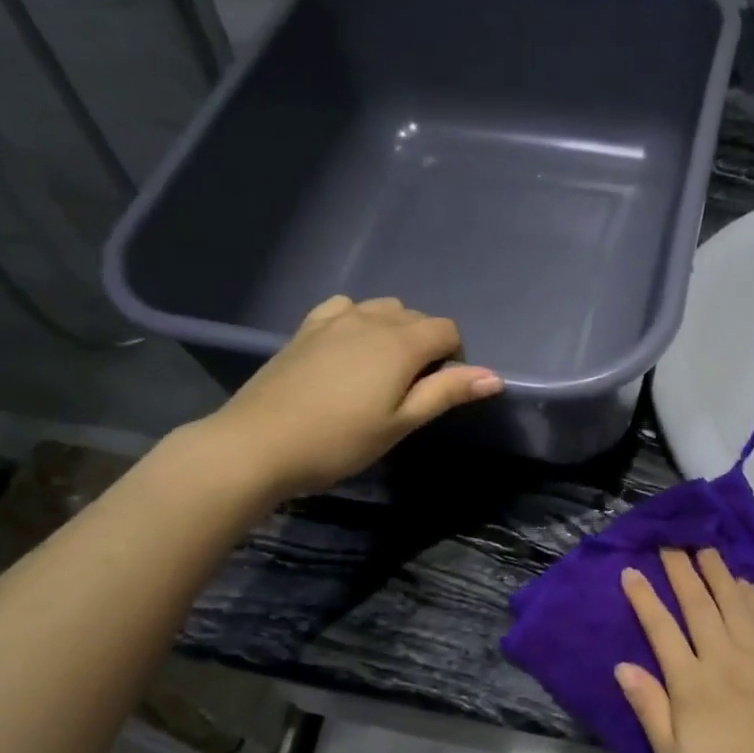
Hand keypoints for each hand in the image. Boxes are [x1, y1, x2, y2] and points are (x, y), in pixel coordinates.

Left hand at [195, 295, 502, 498]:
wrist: (259, 443)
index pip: (447, 330)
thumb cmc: (340, 441)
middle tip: (409, 392)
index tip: (439, 391)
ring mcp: (334, 318)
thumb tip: (494, 376)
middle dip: (425, 346)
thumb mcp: (401, 423)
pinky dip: (359, 322)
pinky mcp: (306, 327)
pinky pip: (345, 309)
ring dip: (393, 332)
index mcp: (401, 342)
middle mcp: (370, 318)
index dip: (454, 358)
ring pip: (381, 309)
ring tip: (380, 373)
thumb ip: (446, 393)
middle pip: (416, 317)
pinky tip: (348, 352)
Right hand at [617, 548, 753, 752]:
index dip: (645, 598)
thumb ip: (649, 707)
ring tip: (707, 550)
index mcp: (691, 682)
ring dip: (719, 574)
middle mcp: (723, 659)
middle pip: (699, 606)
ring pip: (735, 605)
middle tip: (672, 542)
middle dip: (682, 571)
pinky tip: (746, 584)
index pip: (661, 629)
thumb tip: (622, 666)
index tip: (632, 570)